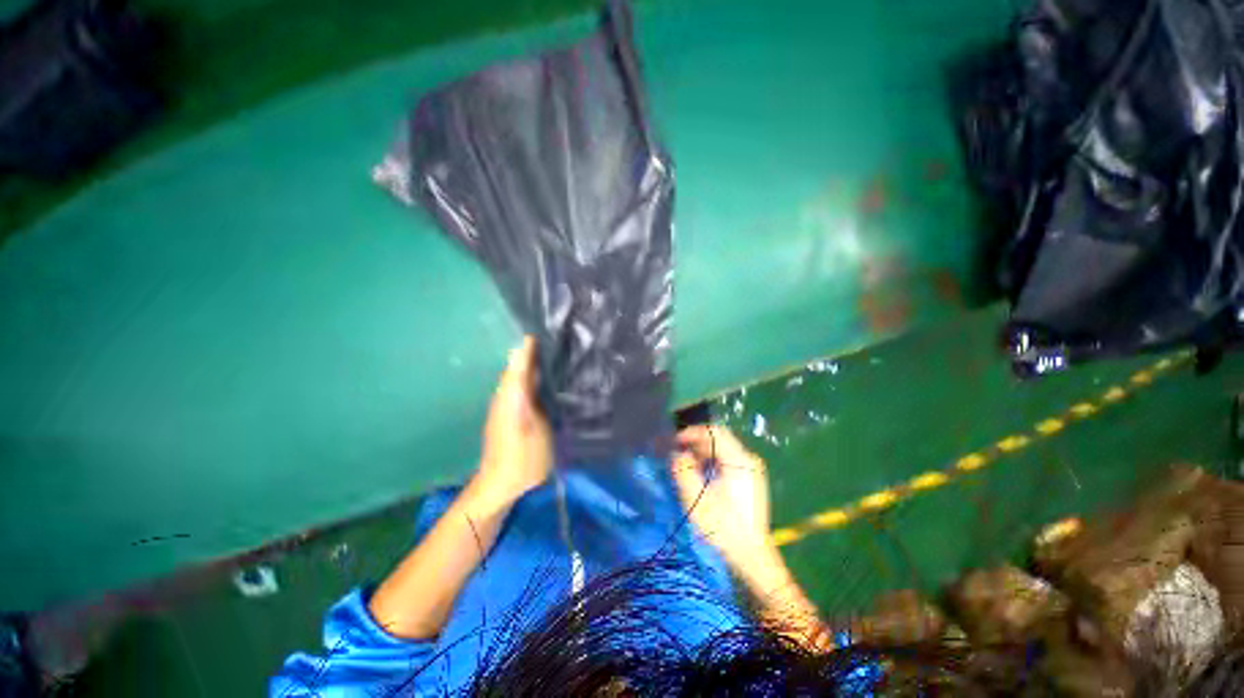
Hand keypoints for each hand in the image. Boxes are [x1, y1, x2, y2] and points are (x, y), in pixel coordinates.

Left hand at [476, 336, 552, 504]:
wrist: (504, 484)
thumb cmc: (523, 456)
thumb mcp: (530, 424)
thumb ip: (526, 390)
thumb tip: (527, 362)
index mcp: (511, 395)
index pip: (519, 363)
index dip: (530, 347)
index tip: (546, 330)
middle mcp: (507, 396)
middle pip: (519, 367)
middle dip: (534, 352)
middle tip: (559, 338)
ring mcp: (510, 406)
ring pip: (522, 377)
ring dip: (536, 364)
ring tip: (557, 352)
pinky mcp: (515, 414)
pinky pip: (525, 388)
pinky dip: (536, 379)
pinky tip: (550, 378)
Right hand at [670, 425, 770, 566]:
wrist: (751, 558)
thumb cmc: (723, 528)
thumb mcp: (696, 499)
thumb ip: (683, 470)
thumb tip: (677, 453)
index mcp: (740, 460)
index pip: (713, 432)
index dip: (691, 432)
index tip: (674, 442)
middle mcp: (749, 460)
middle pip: (718, 438)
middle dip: (695, 443)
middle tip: (677, 453)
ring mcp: (751, 470)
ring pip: (722, 449)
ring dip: (701, 453)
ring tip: (686, 466)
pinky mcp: (750, 480)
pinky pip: (726, 461)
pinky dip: (710, 462)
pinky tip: (700, 476)